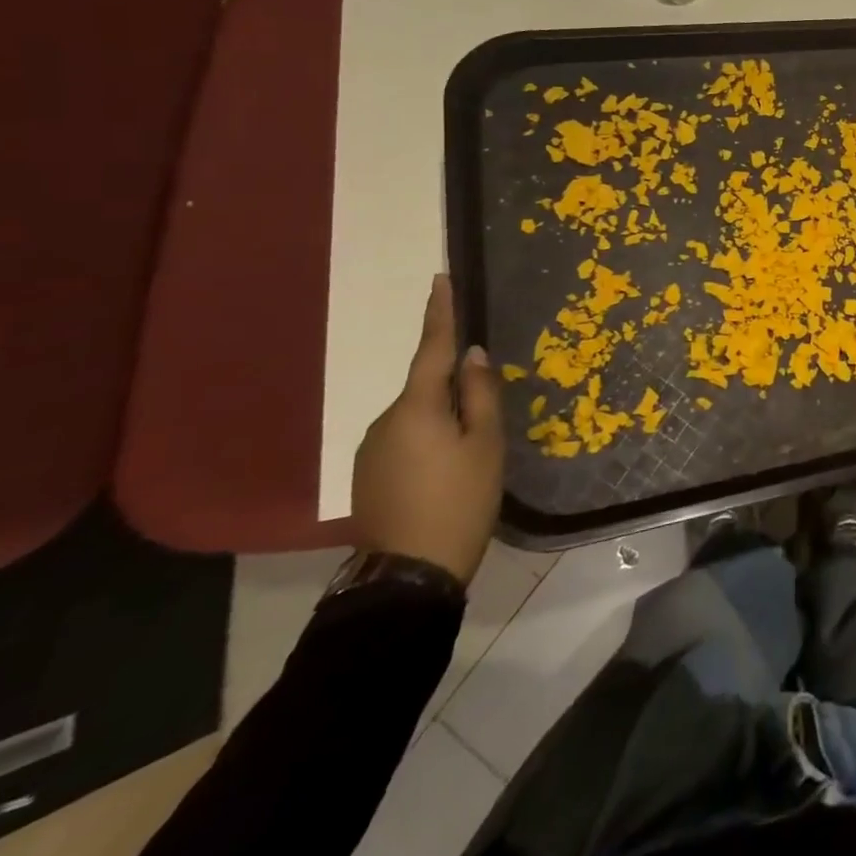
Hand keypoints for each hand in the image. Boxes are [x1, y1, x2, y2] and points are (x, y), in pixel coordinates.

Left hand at [351, 275, 503, 584]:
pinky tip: (445, 474)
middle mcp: (385, 420)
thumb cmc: (460, 500)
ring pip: (416, 417)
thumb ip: (481, 394)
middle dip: (454, 390)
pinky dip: (428, 443)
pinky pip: (405, 441)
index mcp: (417, 407)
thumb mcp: (486, 443)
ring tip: (469, 457)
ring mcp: (371, 450)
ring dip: (442, 421)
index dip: (439, 313)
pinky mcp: (368, 475)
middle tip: (485, 418)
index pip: (433, 348)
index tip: (440, 280)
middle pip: (427, 388)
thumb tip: (473, 355)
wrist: (408, 575)